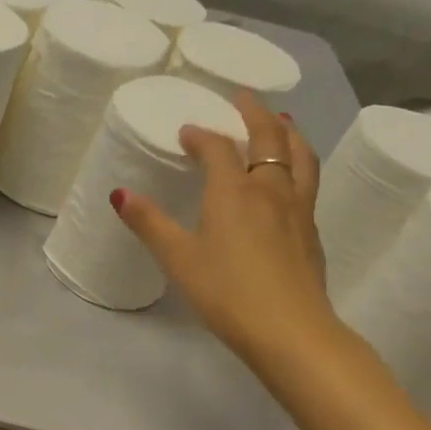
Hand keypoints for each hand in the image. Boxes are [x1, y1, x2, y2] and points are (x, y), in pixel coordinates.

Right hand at [113, 91, 341, 381]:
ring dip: (288, 133)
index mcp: (234, 190)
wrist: (290, 330)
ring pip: (300, 155)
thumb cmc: (226, 292)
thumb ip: (149, 223)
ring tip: (281, 123)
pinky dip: (298, 162)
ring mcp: (298, 209)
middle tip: (243, 99)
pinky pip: (307, 180)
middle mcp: (270, 189)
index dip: (201, 135)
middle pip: (269, 138)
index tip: (186, 131)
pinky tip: (291, 177)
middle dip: (254, 114)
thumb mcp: (178, 258)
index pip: (218, 148)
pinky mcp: (311, 230)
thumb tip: (119, 194)